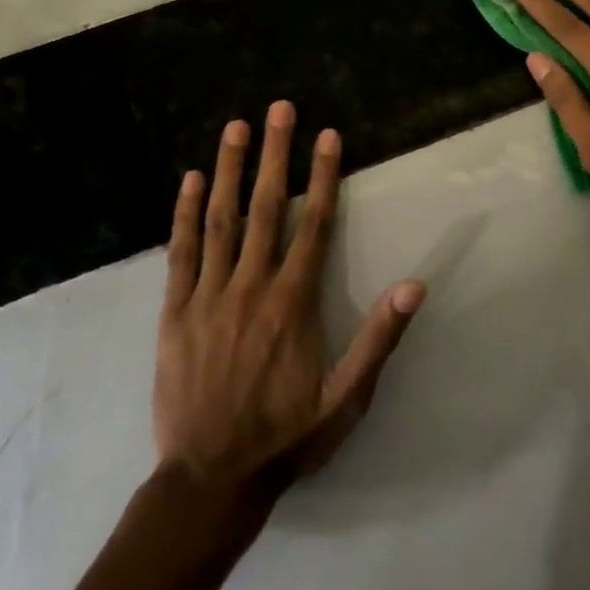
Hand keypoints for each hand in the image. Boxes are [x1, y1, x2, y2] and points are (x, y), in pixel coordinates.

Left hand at [154, 103, 423, 496]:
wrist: (209, 480)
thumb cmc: (285, 436)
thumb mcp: (346, 399)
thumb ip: (379, 339)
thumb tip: (415, 285)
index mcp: (293, 303)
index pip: (312, 224)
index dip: (321, 176)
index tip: (327, 135)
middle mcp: (251, 287)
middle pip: (265, 208)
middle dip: (275, 154)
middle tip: (279, 109)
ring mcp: (208, 297)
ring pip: (221, 221)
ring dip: (229, 170)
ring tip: (235, 127)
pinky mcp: (174, 313)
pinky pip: (180, 254)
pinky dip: (184, 214)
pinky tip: (189, 181)